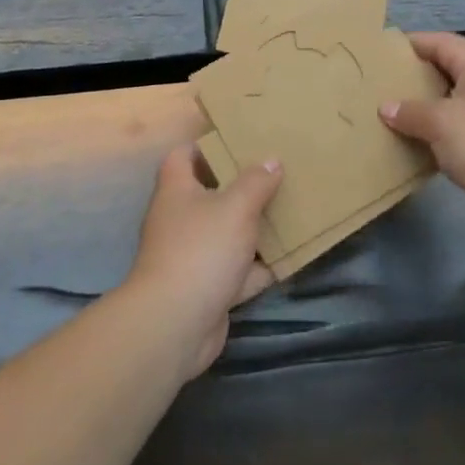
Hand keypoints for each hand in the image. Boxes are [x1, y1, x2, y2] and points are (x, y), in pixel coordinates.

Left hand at [123, 144, 282, 378]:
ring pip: (227, 234)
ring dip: (254, 229)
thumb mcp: (235, 208)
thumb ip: (255, 183)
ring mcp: (192, 255)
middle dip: (241, 187)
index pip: (183, 156)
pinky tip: (288, 259)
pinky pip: (237, 270)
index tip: (239, 141)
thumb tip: (272, 160)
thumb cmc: (201, 250)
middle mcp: (180, 219)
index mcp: (177, 190)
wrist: (175, 323)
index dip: (206, 145)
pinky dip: (259, 268)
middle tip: (275, 174)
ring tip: (289, 211)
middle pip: (210, 194)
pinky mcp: (207, 287)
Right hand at [380, 32, 464, 221]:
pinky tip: (416, 144)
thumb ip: (411, 112)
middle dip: (417, 75)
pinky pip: (460, 130)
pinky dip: (438, 133)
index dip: (415, 42)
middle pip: (448, 70)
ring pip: (453, 102)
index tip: (384, 49)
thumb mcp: (441, 123)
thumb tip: (386, 107)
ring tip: (393, 112)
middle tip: (383, 82)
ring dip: (426, 107)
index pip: (443, 43)